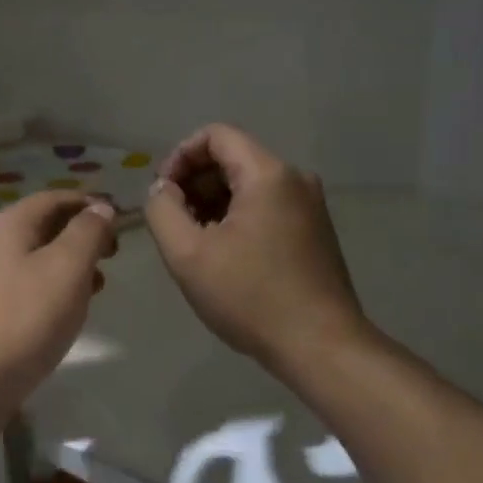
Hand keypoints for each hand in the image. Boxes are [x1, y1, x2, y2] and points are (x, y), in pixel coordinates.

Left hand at [0, 191, 117, 422]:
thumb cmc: (23, 317)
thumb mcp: (66, 267)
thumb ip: (87, 233)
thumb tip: (100, 208)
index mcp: (10, 224)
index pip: (55, 198)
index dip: (89, 203)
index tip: (121, 219)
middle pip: (44, 226)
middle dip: (82, 235)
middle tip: (114, 254)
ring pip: (37, 260)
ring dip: (70, 265)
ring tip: (100, 284)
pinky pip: (28, 289)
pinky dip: (54, 290)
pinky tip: (70, 312)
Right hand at [144, 124, 368, 367]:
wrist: (320, 347)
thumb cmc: (250, 297)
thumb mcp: (187, 254)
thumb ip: (162, 210)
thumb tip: (162, 189)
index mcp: (268, 174)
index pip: (215, 135)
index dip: (179, 157)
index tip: (162, 193)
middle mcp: (294, 180)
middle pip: (232, 158)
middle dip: (193, 182)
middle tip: (172, 222)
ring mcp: (309, 206)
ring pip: (247, 185)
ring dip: (212, 203)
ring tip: (192, 243)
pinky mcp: (313, 231)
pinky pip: (265, 207)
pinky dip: (236, 219)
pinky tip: (221, 256)